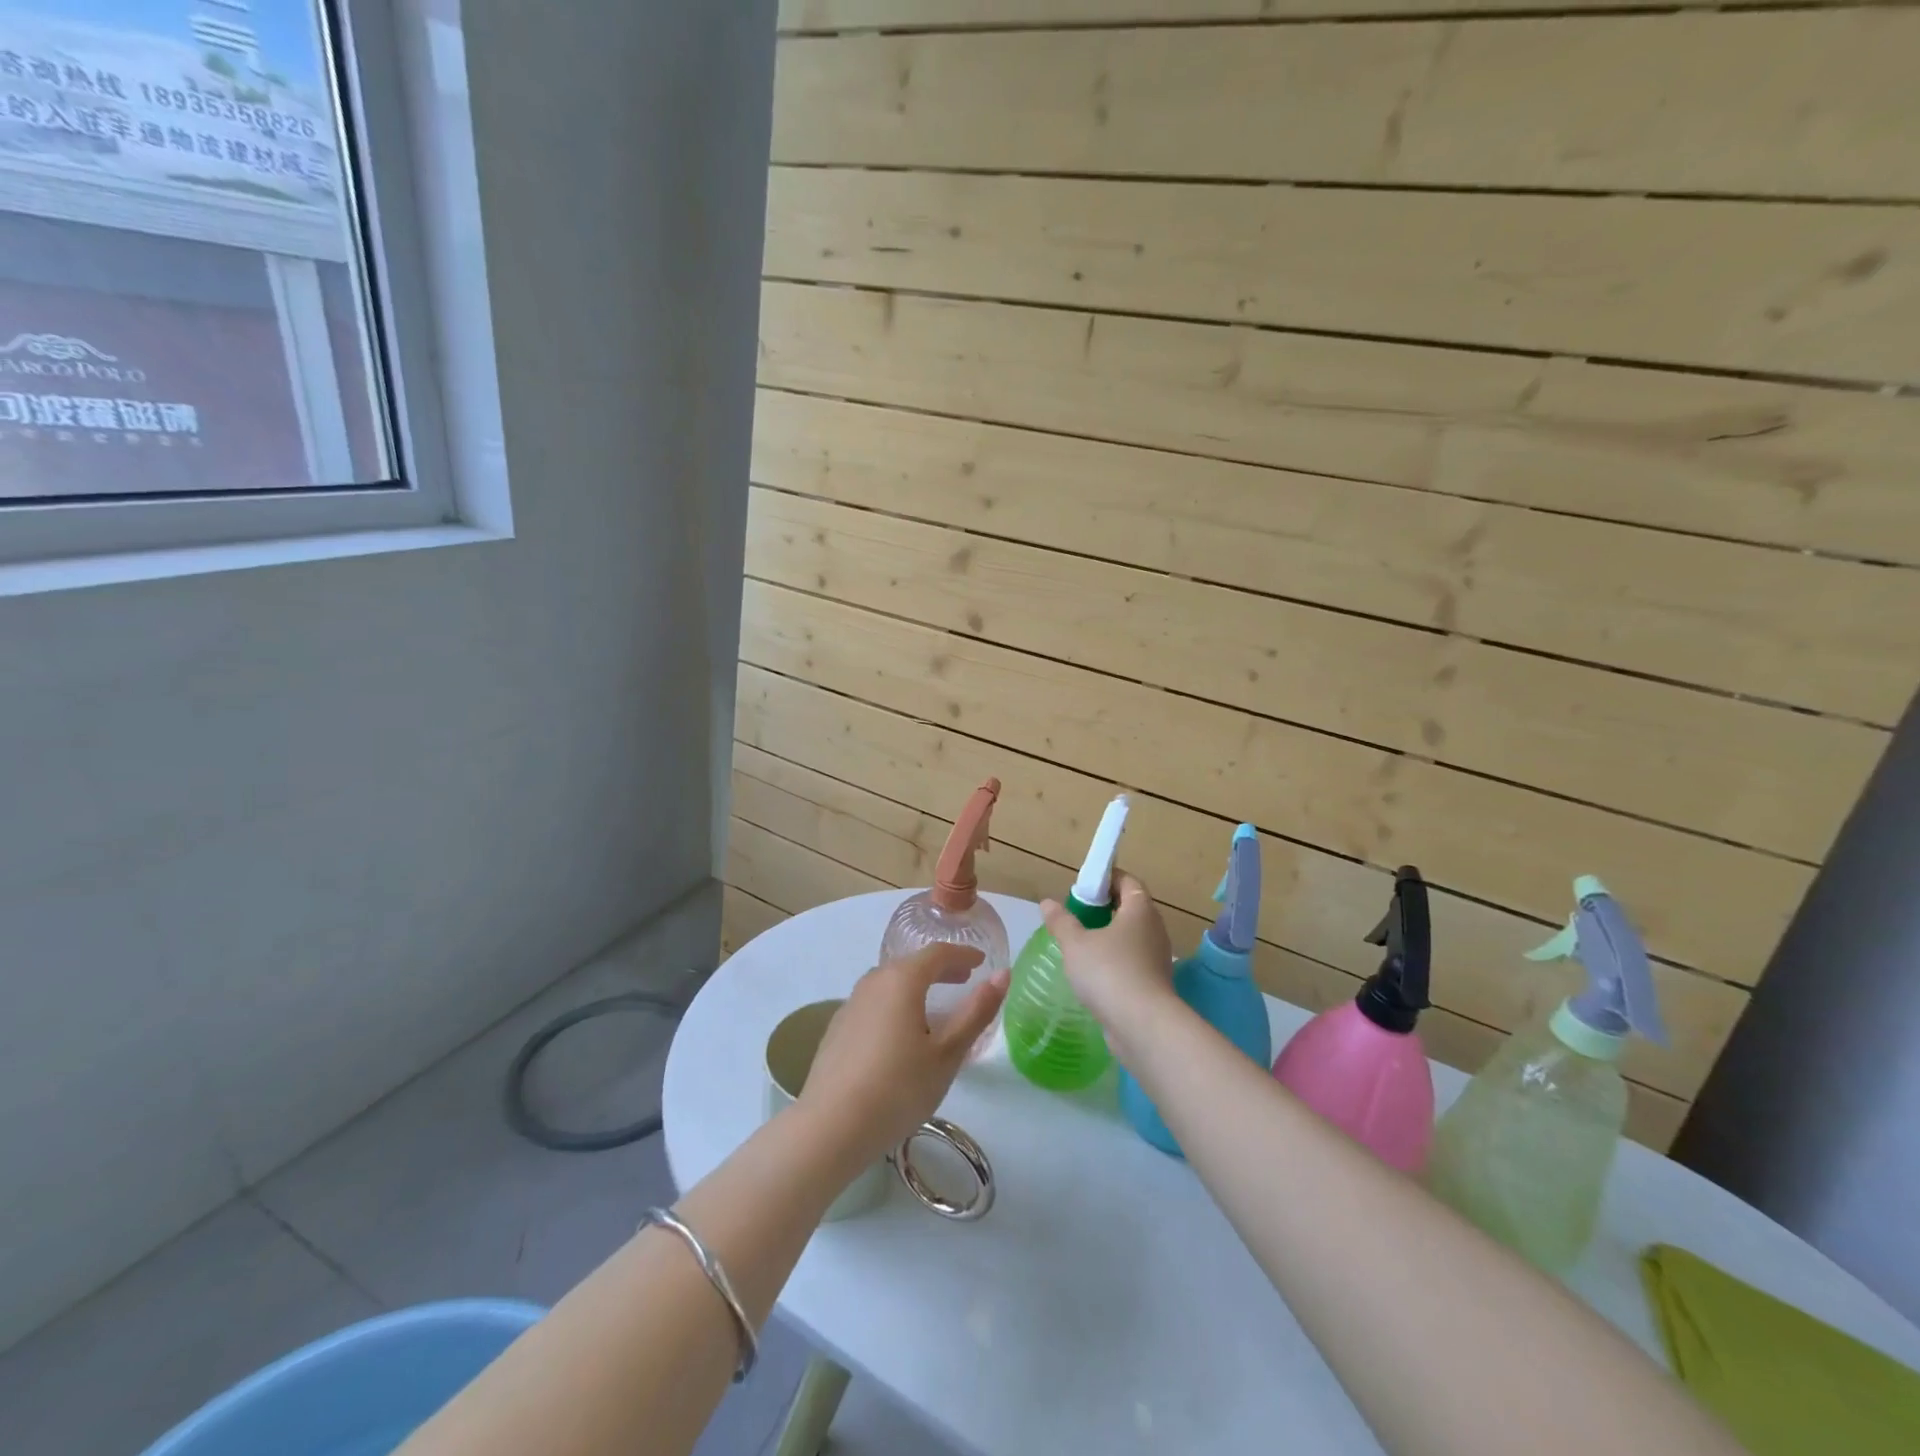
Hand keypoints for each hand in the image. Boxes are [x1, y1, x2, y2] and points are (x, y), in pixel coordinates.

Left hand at [798, 944, 1009, 1170]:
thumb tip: (1003, 975)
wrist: (830, 1127)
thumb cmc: (898, 1088)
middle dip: (940, 969)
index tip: (982, 962)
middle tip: (963, 980)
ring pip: (889, 983)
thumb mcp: (947, 1054)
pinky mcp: (837, 1028)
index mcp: (902, 980)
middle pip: (911, 964)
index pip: (938, 953)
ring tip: (934, 1007)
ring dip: (915, 986)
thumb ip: (976, 1012)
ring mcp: (850, 1004)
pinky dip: (894, 1005)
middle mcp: (873, 981)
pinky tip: (899, 1034)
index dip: (963, 954)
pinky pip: (873, 1003)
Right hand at [1041, 871, 1176, 1043]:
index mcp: (1140, 910)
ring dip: (1109, 936)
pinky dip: (1115, 960)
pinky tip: (1093, 972)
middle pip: (1131, 908)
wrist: (1143, 1025)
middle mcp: (1154, 929)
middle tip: (1077, 914)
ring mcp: (1157, 958)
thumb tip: (1047, 903)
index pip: (1127, 881)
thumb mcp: (1075, 944)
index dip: (1106, 878)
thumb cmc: (1109, 972)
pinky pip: (1133, 961)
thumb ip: (1061, 921)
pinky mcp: (1154, 983)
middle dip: (1105, 908)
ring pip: (1131, 937)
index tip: (1083, 886)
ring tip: (1080, 944)